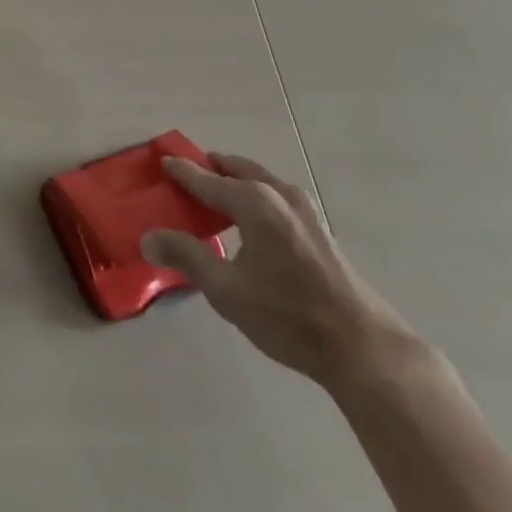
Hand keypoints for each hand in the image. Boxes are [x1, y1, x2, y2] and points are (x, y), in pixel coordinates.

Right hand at [142, 154, 421, 390]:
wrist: (364, 349)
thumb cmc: (288, 316)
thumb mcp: (227, 290)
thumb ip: (186, 257)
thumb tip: (147, 238)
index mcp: (252, 201)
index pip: (205, 178)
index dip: (182, 171)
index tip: (163, 161)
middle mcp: (278, 193)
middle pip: (237, 169)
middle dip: (212, 168)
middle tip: (189, 173)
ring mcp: (305, 209)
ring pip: (261, 181)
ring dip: (237, 180)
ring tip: (218, 194)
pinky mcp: (321, 229)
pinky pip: (276, 197)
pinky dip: (256, 195)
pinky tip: (253, 222)